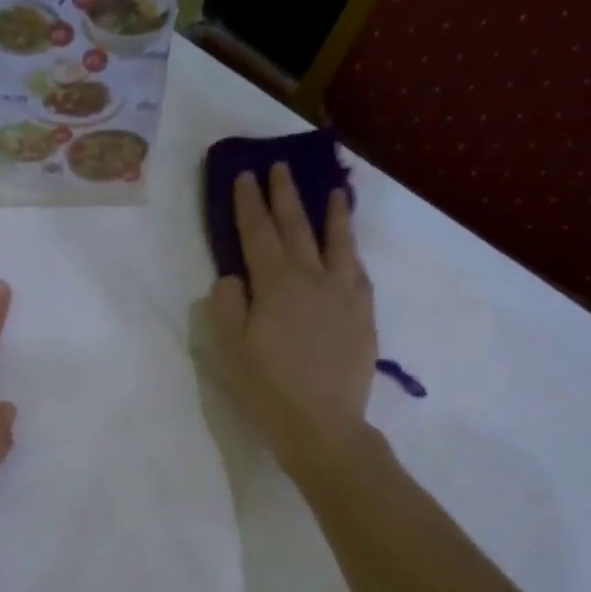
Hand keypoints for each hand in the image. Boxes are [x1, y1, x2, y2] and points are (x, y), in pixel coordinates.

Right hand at [203, 162, 375, 474]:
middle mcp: (312, 278)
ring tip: (335, 191)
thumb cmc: (267, 389)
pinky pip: (359, 272)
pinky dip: (353, 253)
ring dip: (333, 214)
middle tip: (280, 167)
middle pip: (297, 228)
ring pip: (338, 243)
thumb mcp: (230, 349)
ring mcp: (343, 294)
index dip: (249, 203)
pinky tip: (352, 250)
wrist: (322, 424)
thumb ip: (226, 305)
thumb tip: (232, 277)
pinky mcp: (364, 315)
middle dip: (285, 196)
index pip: (257, 233)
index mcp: (275, 284)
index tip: (245, 175)